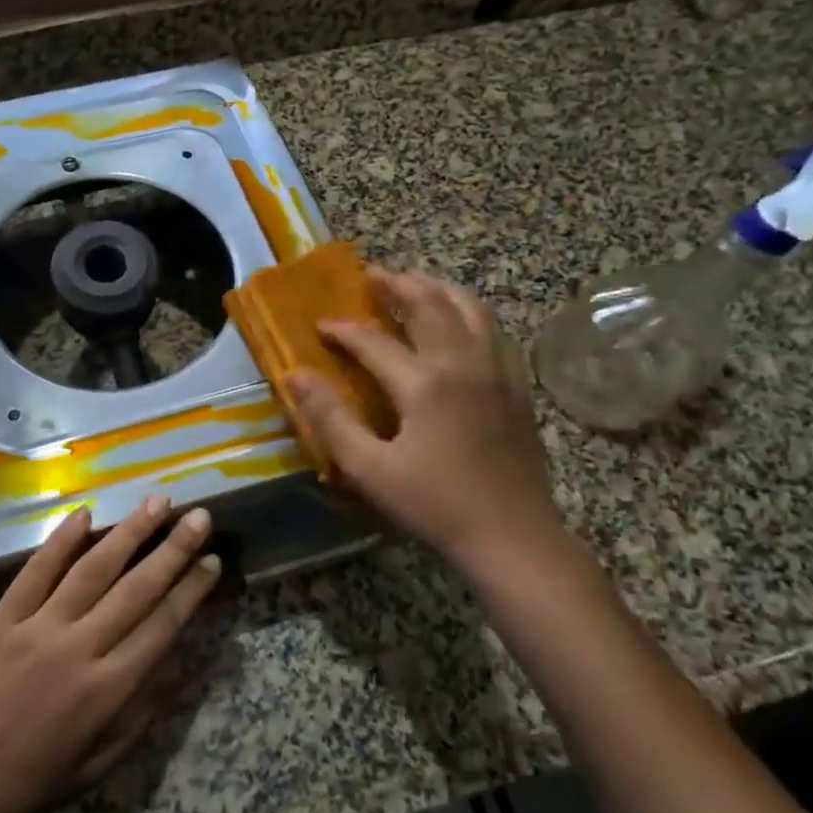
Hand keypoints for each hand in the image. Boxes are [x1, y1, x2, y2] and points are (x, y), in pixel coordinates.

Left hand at [0, 497, 220, 812]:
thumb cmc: (34, 781)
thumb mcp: (102, 762)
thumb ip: (142, 710)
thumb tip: (177, 659)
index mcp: (108, 690)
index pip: (162, 625)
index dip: (191, 590)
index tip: (212, 560)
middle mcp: (79, 649)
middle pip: (135, 589)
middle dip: (173, 550)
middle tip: (199, 516)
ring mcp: (37, 628)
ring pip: (92, 570)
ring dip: (128, 533)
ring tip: (156, 503)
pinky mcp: (2, 618)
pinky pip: (36, 571)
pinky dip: (60, 540)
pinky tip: (85, 513)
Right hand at [284, 269, 564, 568]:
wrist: (514, 536)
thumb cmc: (436, 505)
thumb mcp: (370, 469)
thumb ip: (330, 418)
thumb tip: (295, 374)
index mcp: (426, 383)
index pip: (374, 340)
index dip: (342, 329)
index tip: (319, 325)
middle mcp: (465, 363)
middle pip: (431, 304)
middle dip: (397, 284)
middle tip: (371, 275)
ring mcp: (498, 371)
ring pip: (471, 308)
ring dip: (438, 289)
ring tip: (414, 286)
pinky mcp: (517, 386)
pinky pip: (494, 331)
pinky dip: (469, 313)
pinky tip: (458, 324)